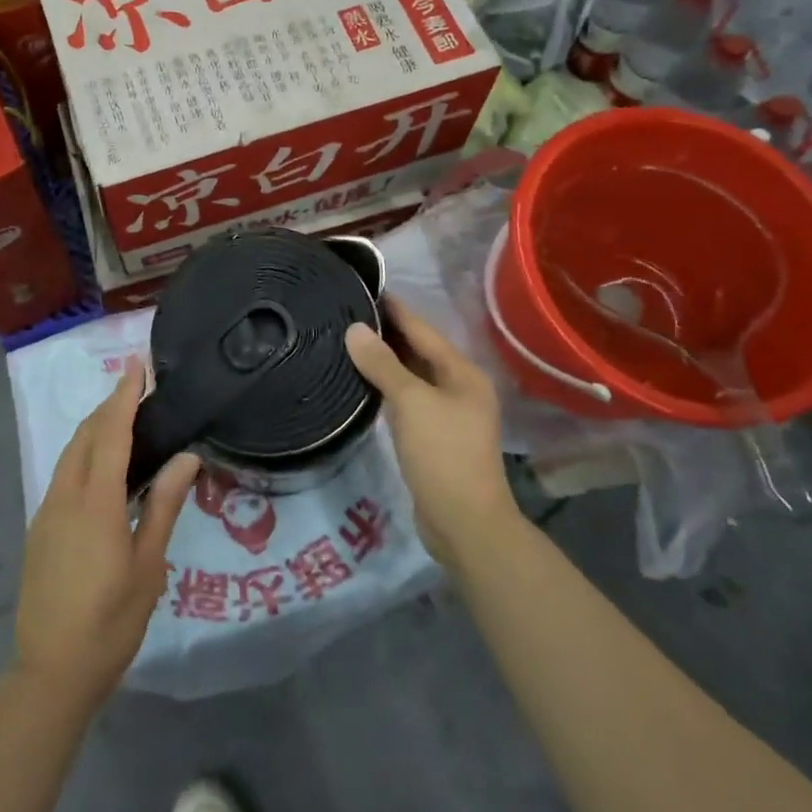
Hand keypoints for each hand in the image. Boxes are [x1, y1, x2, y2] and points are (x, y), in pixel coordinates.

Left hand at [14, 365, 200, 713]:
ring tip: (123, 418)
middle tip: (136, 388)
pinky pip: (63, 474)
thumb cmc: (110, 622)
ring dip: (95, 428)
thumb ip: (165, 506)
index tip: (137, 367)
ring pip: (70, 453)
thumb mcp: (148, 566)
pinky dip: (84, 454)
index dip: (123, 397)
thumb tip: (187, 456)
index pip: (111, 434)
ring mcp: (47, 512)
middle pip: (85, 436)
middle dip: (109, 406)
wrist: (50, 672)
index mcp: (95, 504)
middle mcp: (65, 497)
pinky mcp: (40, 528)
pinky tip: (102, 465)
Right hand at [346, 298, 512, 573]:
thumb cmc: (442, 453)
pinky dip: (387, 388)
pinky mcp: (433, 437)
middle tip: (347, 313)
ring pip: (412, 377)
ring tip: (348, 341)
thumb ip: (383, 364)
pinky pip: (407, 400)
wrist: (464, 523)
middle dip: (387, 333)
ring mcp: (448, 414)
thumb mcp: (411, 402)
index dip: (395, 309)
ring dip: (385, 361)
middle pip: (419, 351)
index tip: (366, 288)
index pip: (423, 330)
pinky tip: (362, 381)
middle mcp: (459, 388)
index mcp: (462, 373)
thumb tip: (355, 329)